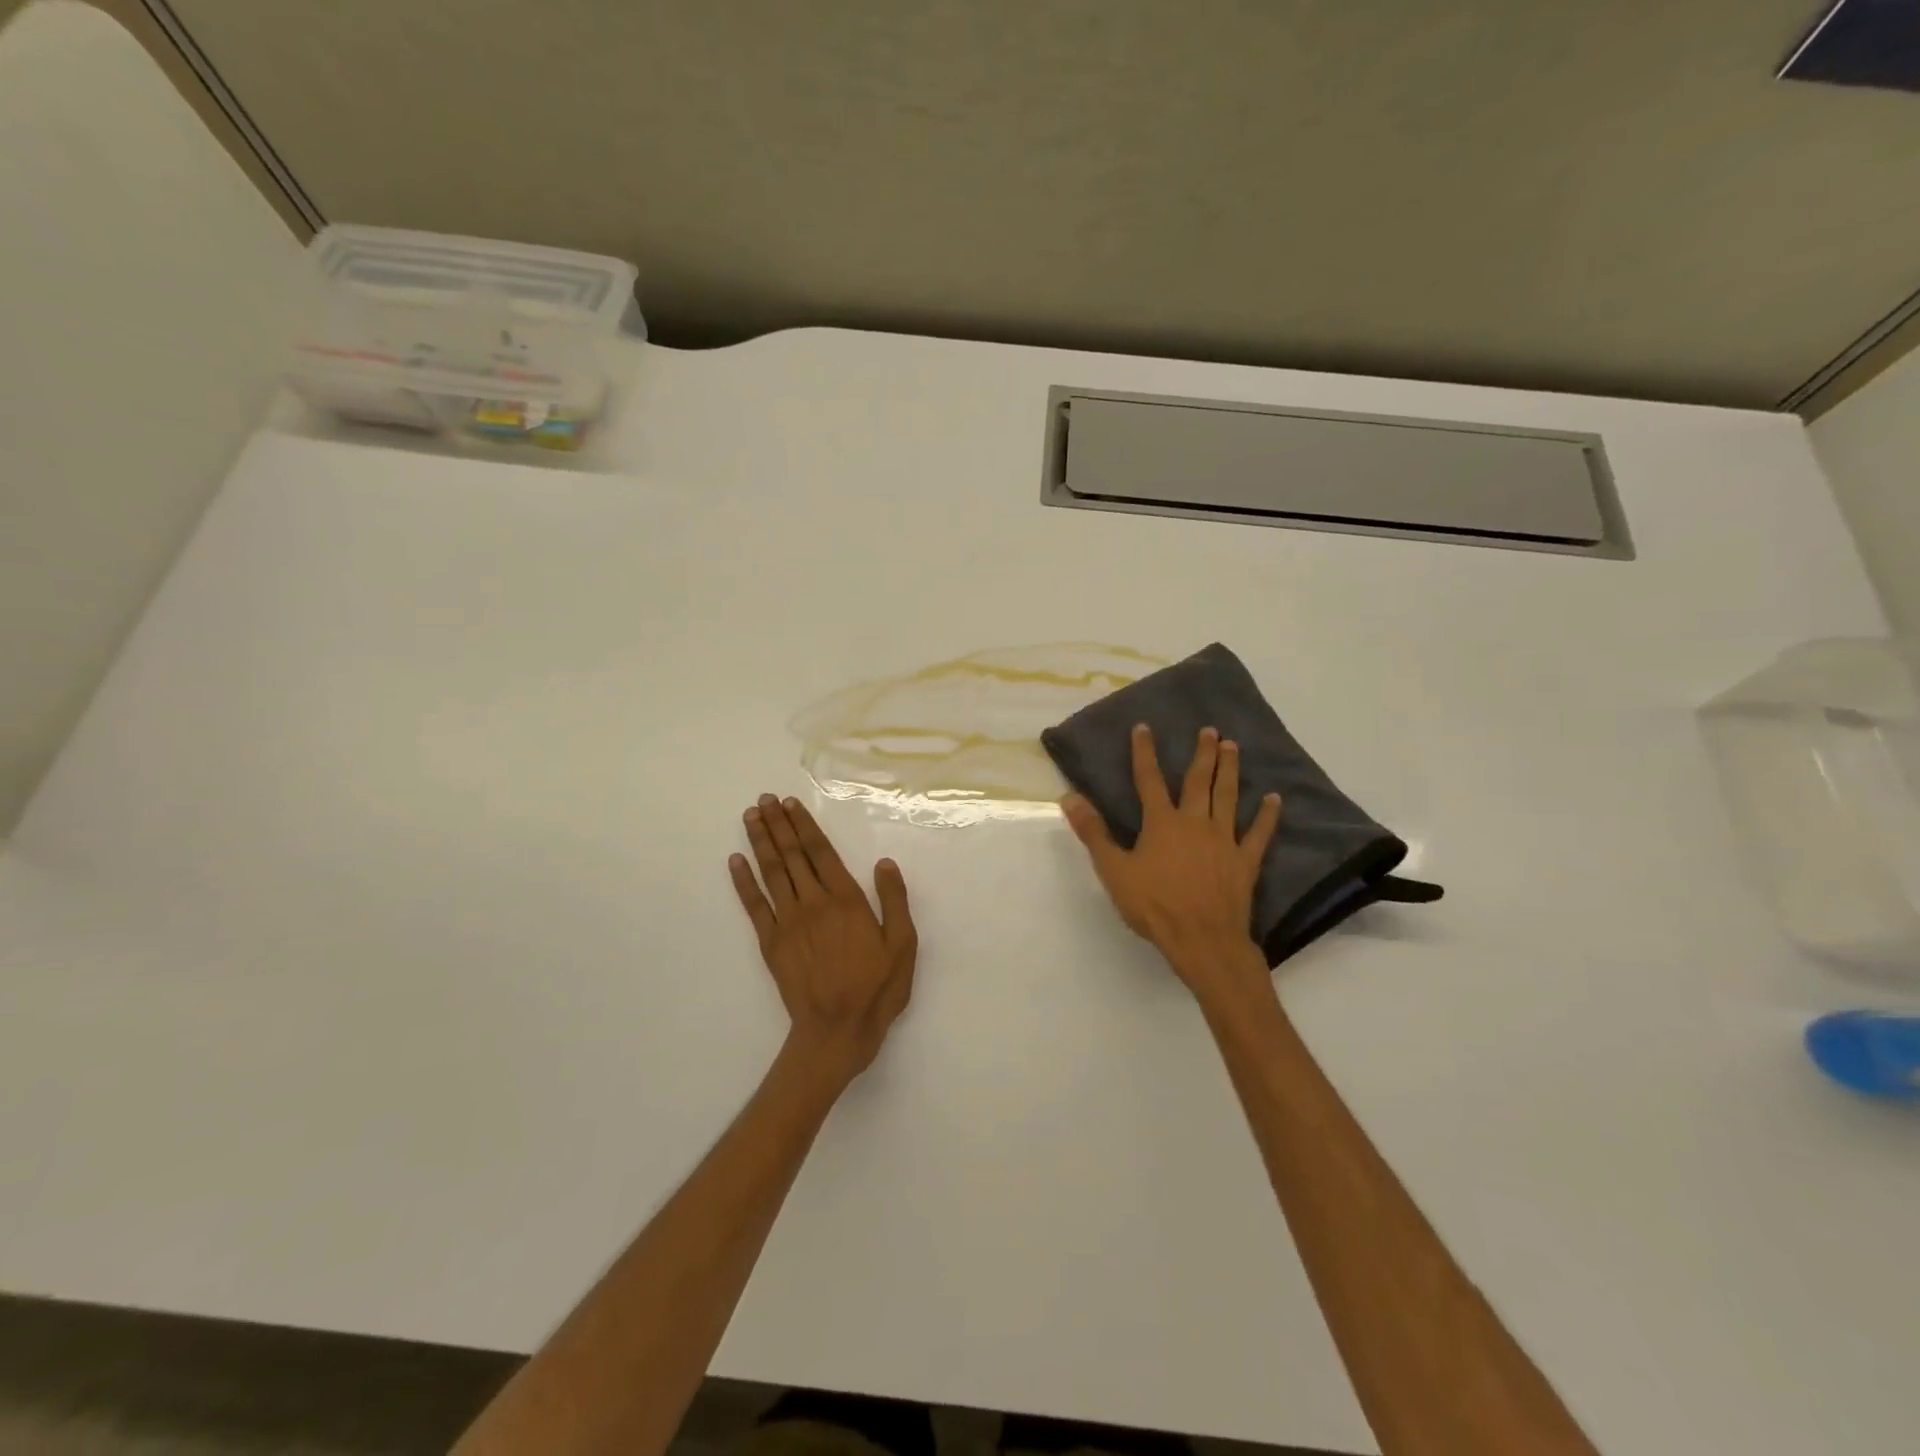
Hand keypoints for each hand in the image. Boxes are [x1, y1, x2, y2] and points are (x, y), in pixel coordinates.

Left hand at [730, 794, 917, 1087]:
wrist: (836, 1032)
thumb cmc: (876, 989)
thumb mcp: (903, 945)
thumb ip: (894, 901)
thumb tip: (884, 863)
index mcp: (847, 901)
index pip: (821, 853)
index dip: (804, 826)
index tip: (790, 804)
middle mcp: (814, 903)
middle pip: (791, 856)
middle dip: (778, 825)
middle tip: (764, 799)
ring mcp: (788, 923)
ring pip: (771, 873)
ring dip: (760, 842)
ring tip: (751, 816)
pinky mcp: (770, 944)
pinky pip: (754, 905)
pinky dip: (743, 881)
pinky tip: (735, 861)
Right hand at [1062, 724, 1281, 1001]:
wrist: (1202, 939)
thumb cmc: (1154, 905)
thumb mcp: (1114, 870)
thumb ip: (1093, 833)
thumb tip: (1070, 797)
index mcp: (1162, 823)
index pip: (1149, 780)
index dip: (1144, 753)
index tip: (1144, 728)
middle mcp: (1195, 823)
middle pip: (1198, 781)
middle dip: (1203, 753)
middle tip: (1210, 730)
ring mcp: (1224, 841)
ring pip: (1228, 798)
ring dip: (1230, 771)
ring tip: (1234, 747)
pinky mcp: (1244, 861)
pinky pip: (1259, 834)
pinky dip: (1267, 816)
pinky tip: (1274, 799)